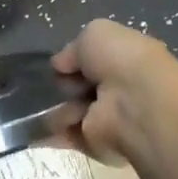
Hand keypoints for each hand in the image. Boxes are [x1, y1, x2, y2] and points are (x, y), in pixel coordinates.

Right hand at [50, 19, 177, 163]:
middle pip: (80, 87)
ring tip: (60, 103)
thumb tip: (60, 64)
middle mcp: (119, 89)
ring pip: (72, 111)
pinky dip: (53, 133)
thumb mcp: (95, 34)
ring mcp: (109, 118)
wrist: (136, 103)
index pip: (95, 61)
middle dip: (65, 85)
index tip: (62, 64)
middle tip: (62, 84)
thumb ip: (74, 48)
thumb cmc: (121, 60)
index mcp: (126, 60)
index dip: (76, 60)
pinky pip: (70, 137)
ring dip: (60, 108)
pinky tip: (41, 126)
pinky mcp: (98, 144)